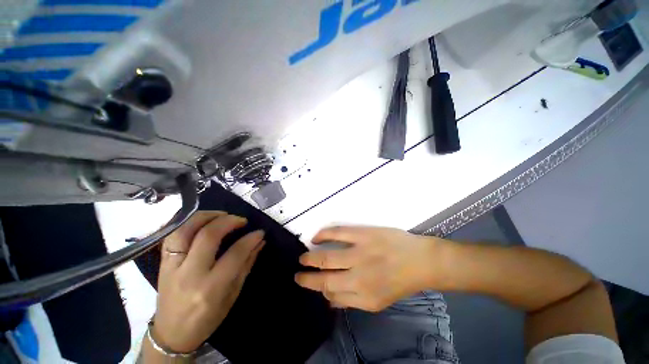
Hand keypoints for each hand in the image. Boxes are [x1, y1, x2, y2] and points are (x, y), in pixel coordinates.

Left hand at [152, 211, 264, 352]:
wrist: (171, 334)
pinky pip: (172, 235)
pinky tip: (203, 221)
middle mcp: (189, 274)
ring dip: (206, 216)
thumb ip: (246, 264)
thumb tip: (260, 242)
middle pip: (208, 236)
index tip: (260, 232)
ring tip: (222, 215)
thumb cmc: (207, 319)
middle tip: (242, 220)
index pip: (234, 254)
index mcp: (210, 288)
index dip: (250, 239)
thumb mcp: (233, 295)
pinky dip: (189, 223)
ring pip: (185, 230)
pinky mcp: (162, 263)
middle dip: (229, 221)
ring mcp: (171, 267)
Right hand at [295, 226, 447, 311]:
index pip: (331, 295)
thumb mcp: (378, 301)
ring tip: (302, 258)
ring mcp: (360, 253)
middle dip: (306, 278)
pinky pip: (337, 233)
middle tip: (297, 274)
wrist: (420, 260)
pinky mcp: (363, 234)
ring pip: (326, 257)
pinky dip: (323, 235)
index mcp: (363, 296)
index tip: (310, 285)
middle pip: (324, 279)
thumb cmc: (399, 281)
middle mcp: (358, 277)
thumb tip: (329, 300)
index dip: (317, 290)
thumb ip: (351, 302)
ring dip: (310, 258)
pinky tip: (316, 238)